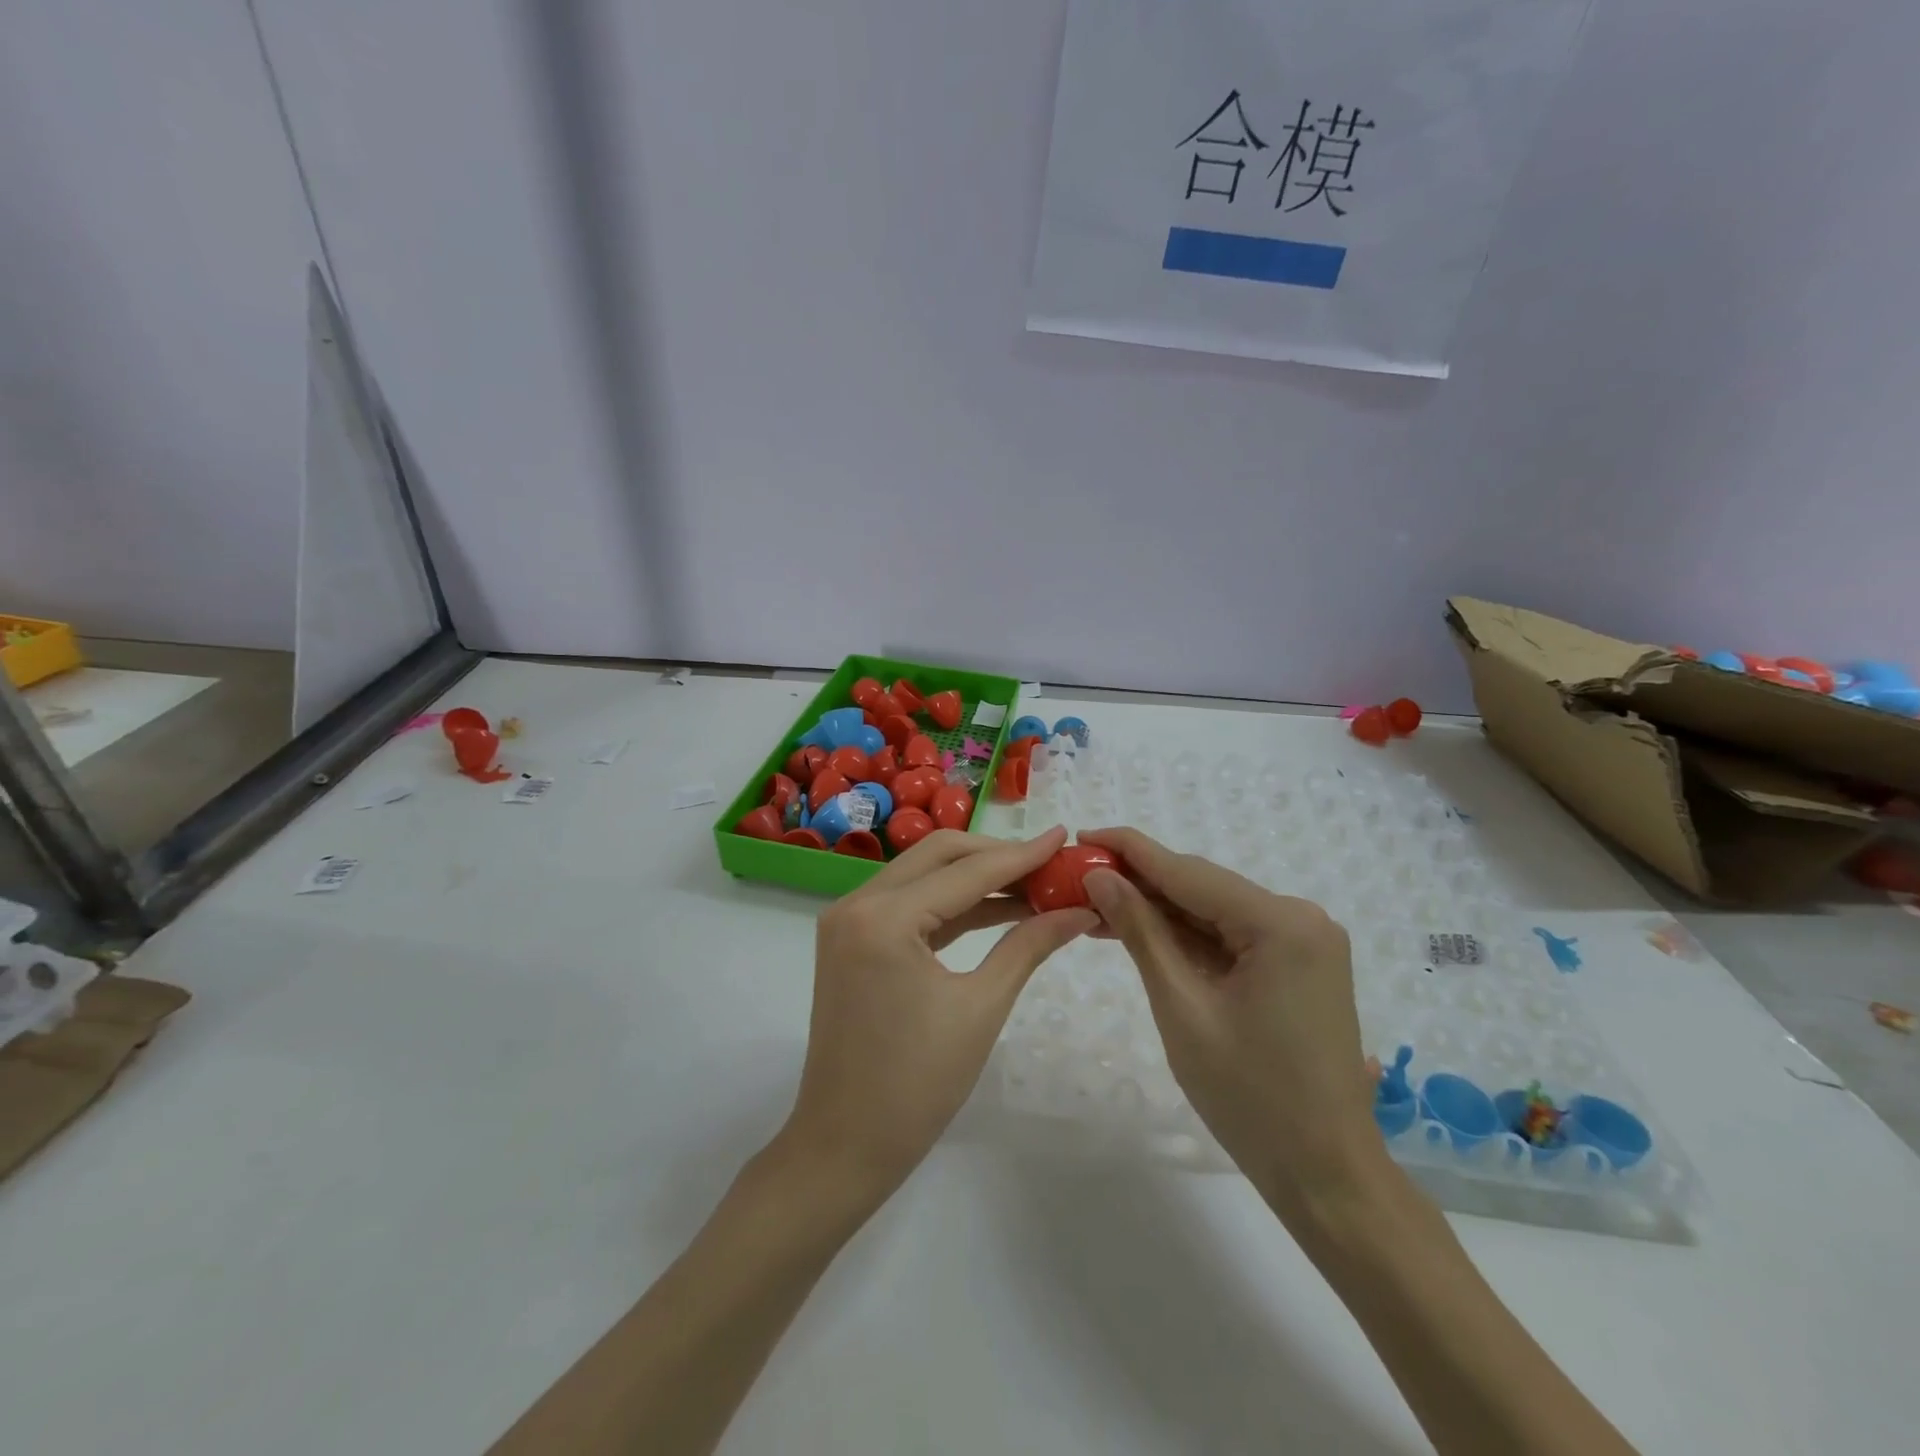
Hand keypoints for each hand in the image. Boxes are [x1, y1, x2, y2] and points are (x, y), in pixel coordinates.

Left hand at [779, 827, 1097, 1204]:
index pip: (967, 871)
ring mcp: (848, 920)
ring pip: (923, 875)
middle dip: (996, 856)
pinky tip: (996, 910)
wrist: (843, 1147)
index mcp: (884, 917)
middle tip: (1049, 865)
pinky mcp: (851, 939)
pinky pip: (908, 905)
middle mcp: (857, 902)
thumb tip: (1080, 911)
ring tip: (1034, 886)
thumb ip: (1029, 946)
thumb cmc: (916, 1086)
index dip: (1022, 855)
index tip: (1065, 838)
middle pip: (939, 855)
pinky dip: (951, 905)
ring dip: (975, 877)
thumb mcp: (981, 1009)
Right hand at [1078, 827, 1376, 1225]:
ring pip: (1215, 911)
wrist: (1325, 1174)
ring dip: (1161, 911)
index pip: (1188, 872)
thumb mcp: (1182, 1008)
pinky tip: (1146, 933)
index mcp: (1281, 924)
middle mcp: (1300, 918)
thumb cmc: (1249, 1097)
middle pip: (1203, 888)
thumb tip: (1100, 877)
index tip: (1083, 835)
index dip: (1131, 850)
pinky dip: (1189, 936)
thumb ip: (1142, 933)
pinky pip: (1233, 935)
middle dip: (1141, 883)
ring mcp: (1305, 941)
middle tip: (1079, 878)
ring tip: (1099, 905)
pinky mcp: (1300, 963)